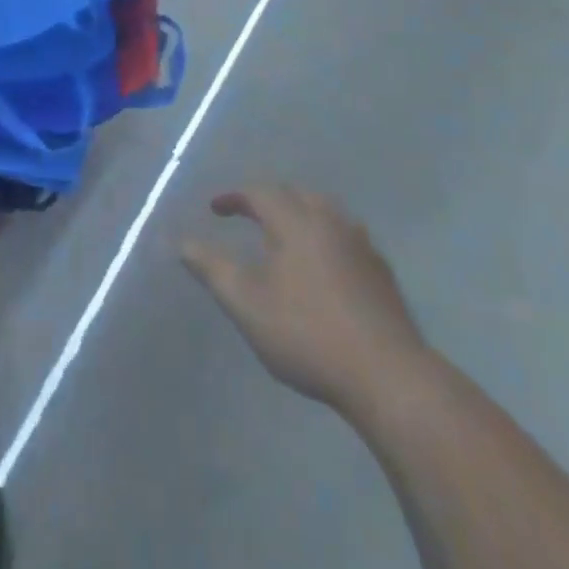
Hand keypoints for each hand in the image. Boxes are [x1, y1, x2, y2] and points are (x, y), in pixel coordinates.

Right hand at [182, 186, 432, 423]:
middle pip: (296, 194)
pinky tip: (322, 264)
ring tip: (284, 234)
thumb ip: (212, 269)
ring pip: (325, 212)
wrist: (388, 376)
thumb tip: (180, 242)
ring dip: (299, 213)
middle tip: (248, 215)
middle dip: (268, 199)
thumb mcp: (246, 304)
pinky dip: (324, 236)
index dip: (234, 197)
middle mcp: (330, 222)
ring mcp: (361, 245)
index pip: (260, 192)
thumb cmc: (307, 334)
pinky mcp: (381, 272)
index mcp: (295, 222)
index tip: (215, 208)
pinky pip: (345, 235)